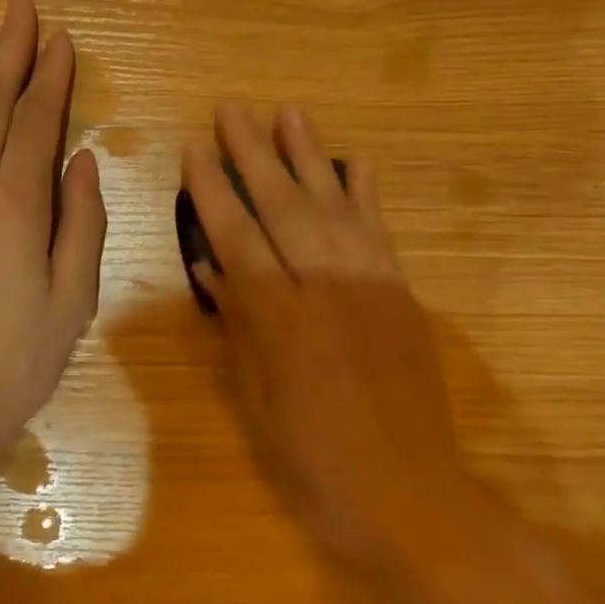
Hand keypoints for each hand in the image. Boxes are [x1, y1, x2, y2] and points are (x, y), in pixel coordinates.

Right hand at [183, 104, 486, 584]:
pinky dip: (365, 194)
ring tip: (289, 113)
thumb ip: (238, 326)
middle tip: (233, 109)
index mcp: (280, 320)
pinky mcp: (403, 294)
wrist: (410, 494)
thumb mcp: (259, 401)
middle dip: (254, 154)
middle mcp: (326, 288)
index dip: (212, 192)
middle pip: (283, 207)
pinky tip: (355, 162)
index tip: (194, 149)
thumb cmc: (316, 461)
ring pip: (333, 206)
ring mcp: (371, 286)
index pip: (236, 238)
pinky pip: (380, 232)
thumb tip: (211, 270)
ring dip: (310, 157)